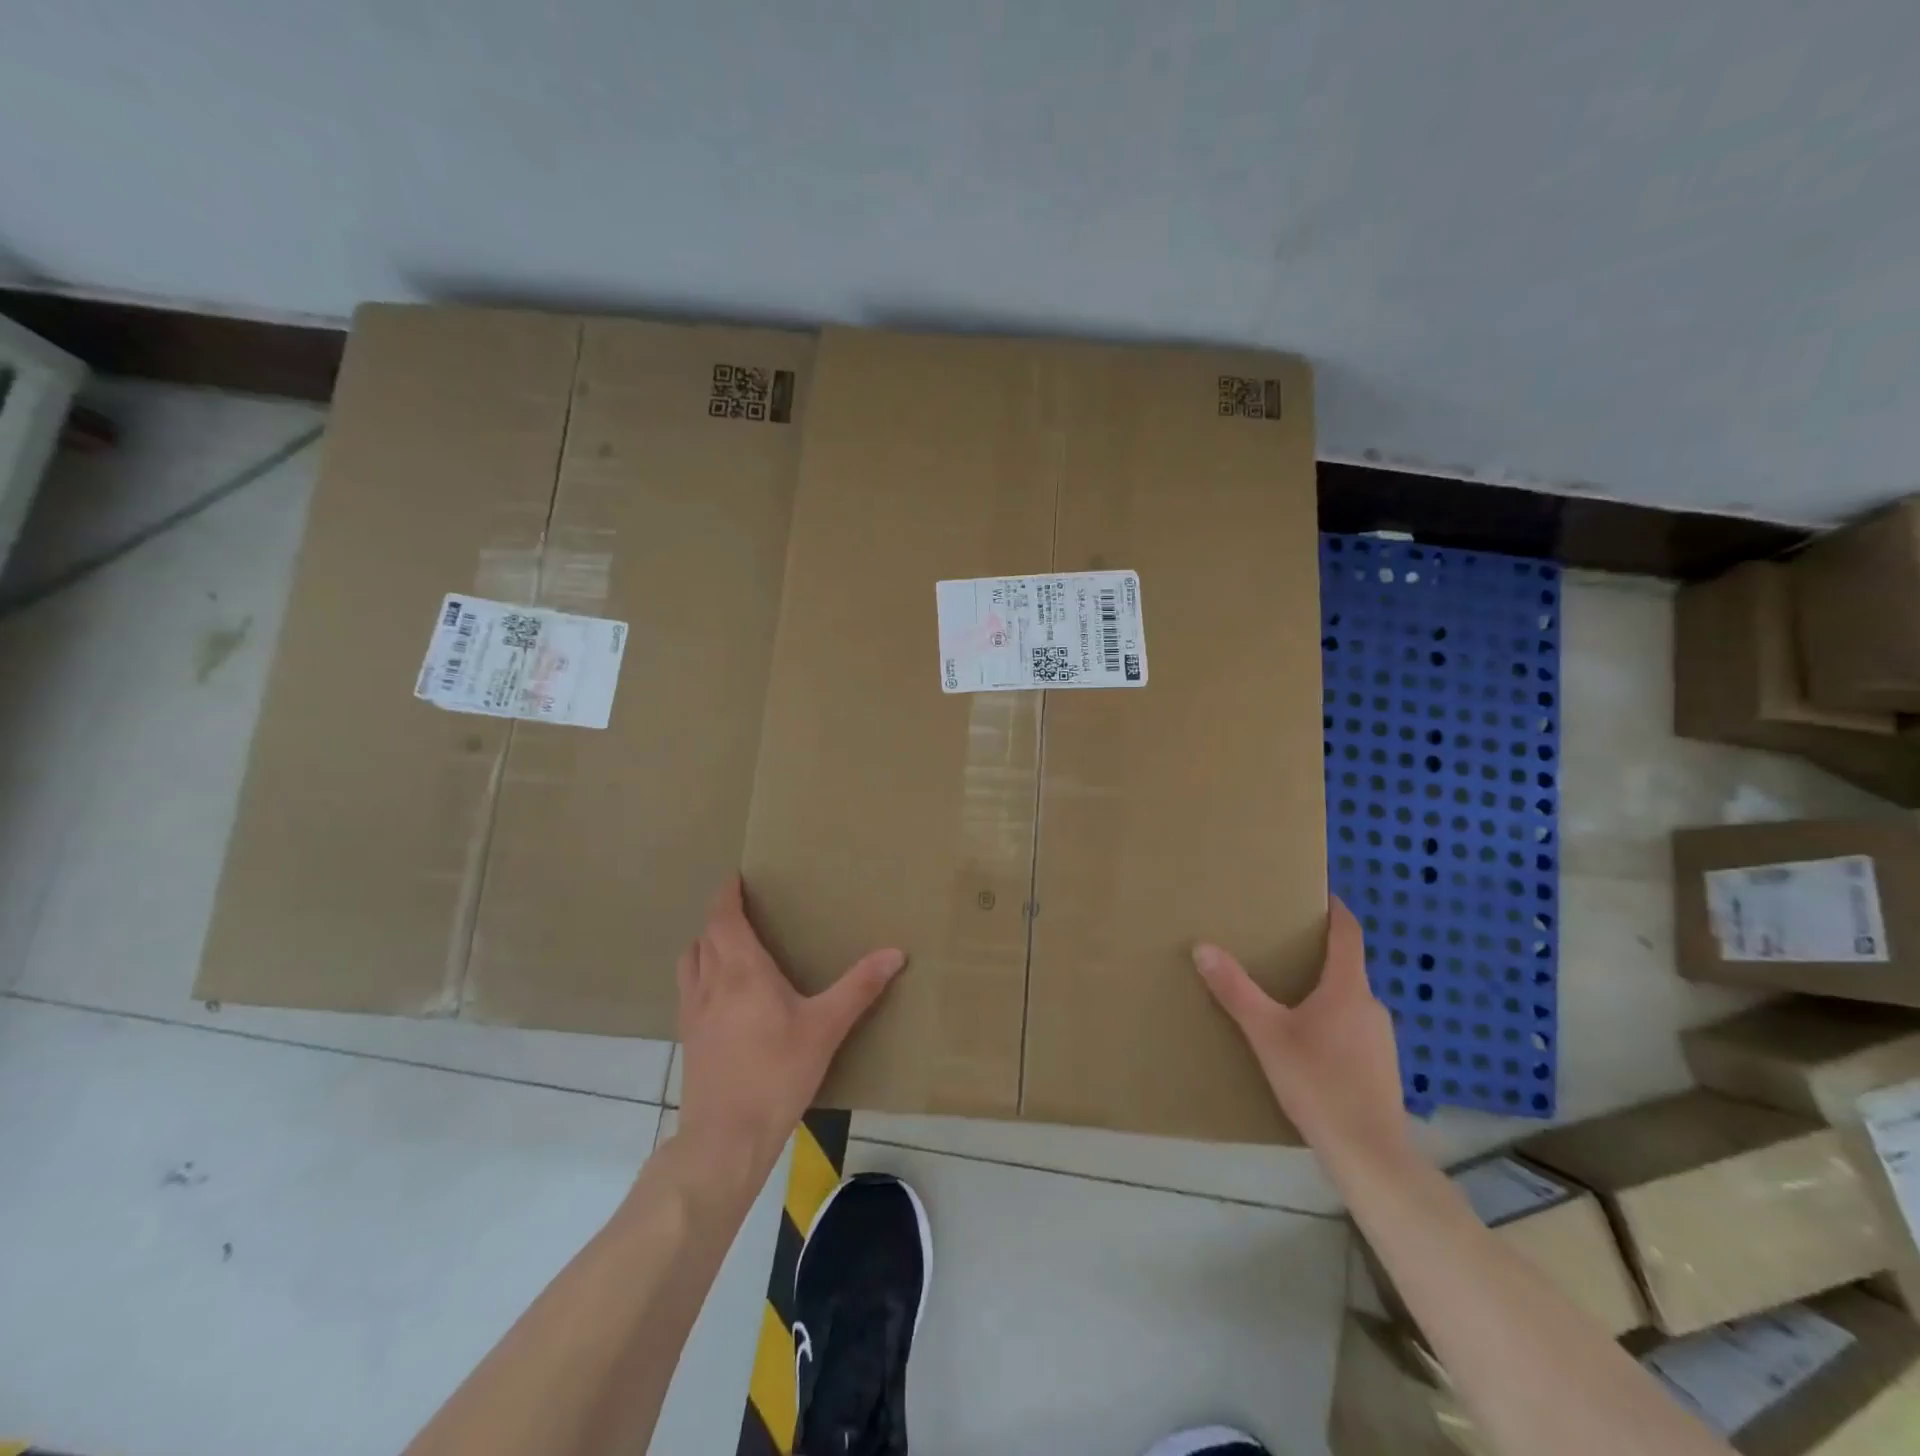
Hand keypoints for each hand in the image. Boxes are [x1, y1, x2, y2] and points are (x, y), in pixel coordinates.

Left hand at [676, 876, 905, 1169]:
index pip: (724, 919)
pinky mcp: (688, 1039)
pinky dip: (699, 974)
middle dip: (720, 917)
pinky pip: (688, 990)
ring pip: (690, 962)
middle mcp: (711, 983)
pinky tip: (720, 995)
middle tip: (741, 909)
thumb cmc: (777, 1073)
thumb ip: (860, 987)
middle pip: (705, 936)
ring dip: (704, 944)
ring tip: (726, 945)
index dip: (726, 896)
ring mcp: (694, 1012)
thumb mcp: (826, 1027)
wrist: (726, 1137)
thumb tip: (896, 952)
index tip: (735, 879)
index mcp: (742, 971)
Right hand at [1193, 897, 1408, 1163]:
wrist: (1370, 1155)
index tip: (1321, 893)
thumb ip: (1235, 991)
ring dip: (1324, 990)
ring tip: (1288, 994)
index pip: (1348, 935)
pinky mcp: (1382, 1067)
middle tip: (1282, 946)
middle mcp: (1372, 1006)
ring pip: (1350, 1000)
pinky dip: (1332, 1019)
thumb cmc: (1318, 1083)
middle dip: (1318, 953)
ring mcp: (1382, 1039)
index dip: (1336, 911)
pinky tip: (1307, 1042)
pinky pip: (1355, 1027)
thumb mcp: (1267, 1034)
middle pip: (1347, 967)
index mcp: (1348, 989)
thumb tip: (1203, 947)